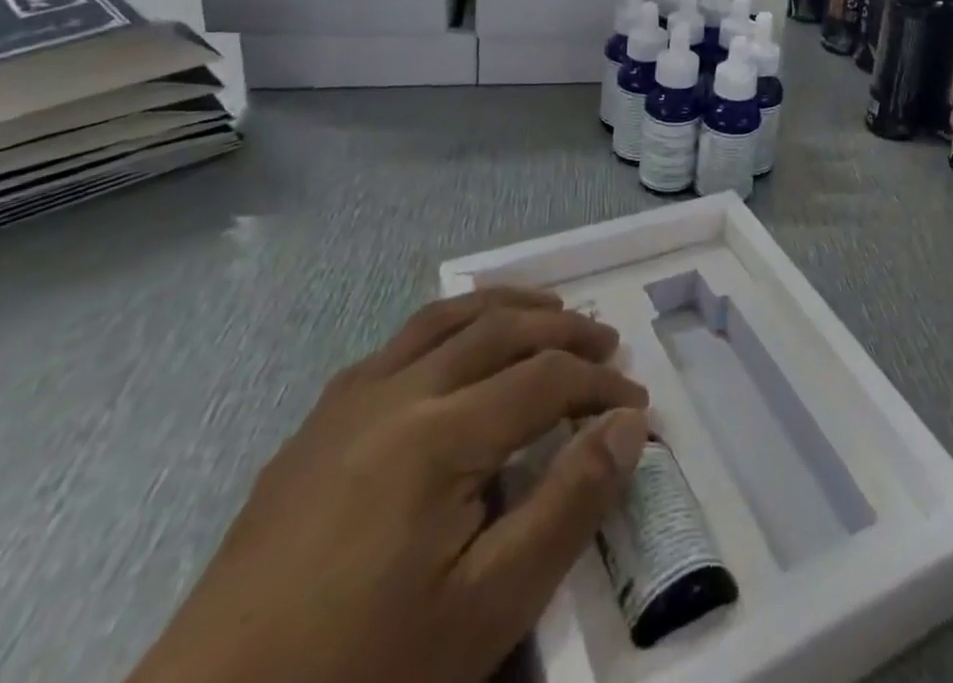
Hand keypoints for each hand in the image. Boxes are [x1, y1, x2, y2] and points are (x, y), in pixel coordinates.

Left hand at [127, 290, 649, 682]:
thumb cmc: (362, 676)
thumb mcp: (486, 610)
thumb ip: (567, 506)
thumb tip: (627, 426)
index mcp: (438, 435)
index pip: (544, 380)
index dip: (599, 385)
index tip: (636, 405)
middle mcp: (396, 392)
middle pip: (499, 329)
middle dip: (563, 330)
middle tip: (606, 342)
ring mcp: (347, 401)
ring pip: (445, 318)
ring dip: (506, 306)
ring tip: (548, 313)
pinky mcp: (316, 424)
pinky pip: (397, 343)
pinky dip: (449, 326)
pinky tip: (457, 351)